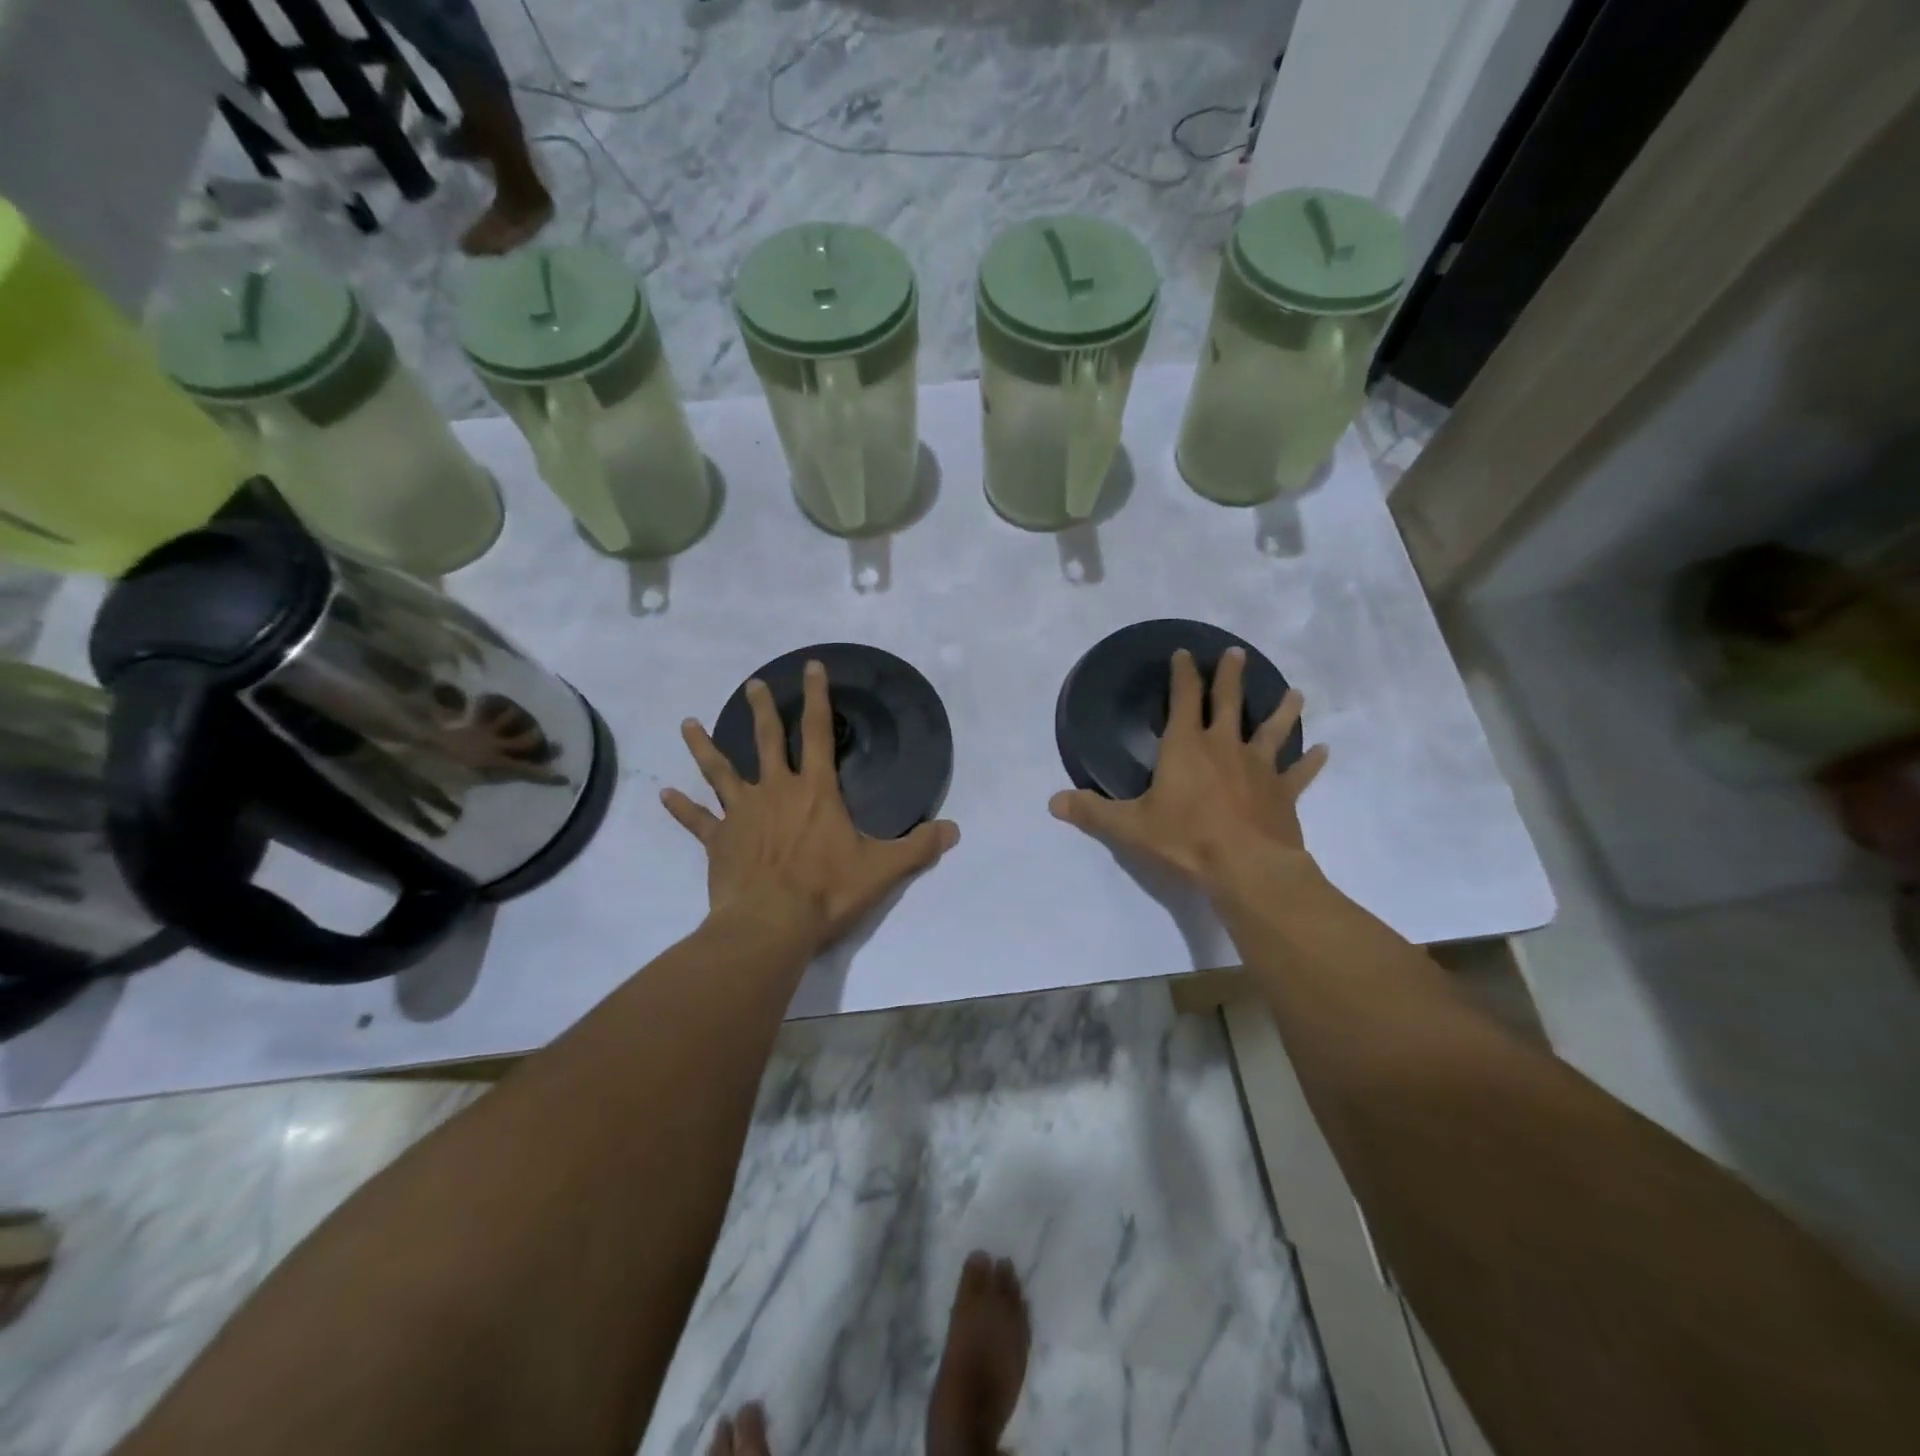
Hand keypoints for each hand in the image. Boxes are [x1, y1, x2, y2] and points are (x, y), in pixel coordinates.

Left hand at [661, 660, 959, 951]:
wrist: (770, 924)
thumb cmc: (827, 891)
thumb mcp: (883, 869)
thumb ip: (919, 847)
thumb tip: (954, 830)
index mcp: (816, 791)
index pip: (820, 733)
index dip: (818, 698)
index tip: (810, 666)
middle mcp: (776, 791)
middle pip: (767, 740)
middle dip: (763, 710)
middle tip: (753, 684)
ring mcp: (741, 814)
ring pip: (719, 771)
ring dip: (704, 747)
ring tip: (687, 723)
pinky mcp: (718, 842)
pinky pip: (696, 821)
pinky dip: (680, 809)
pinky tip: (663, 795)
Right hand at [1049, 647, 1326, 896]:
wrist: (1247, 868)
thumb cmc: (1185, 839)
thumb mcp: (1129, 827)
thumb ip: (1092, 813)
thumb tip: (1053, 803)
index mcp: (1185, 748)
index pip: (1183, 700)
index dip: (1183, 675)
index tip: (1185, 654)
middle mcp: (1224, 747)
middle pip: (1228, 703)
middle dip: (1230, 677)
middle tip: (1237, 653)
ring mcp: (1258, 768)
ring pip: (1272, 730)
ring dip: (1282, 710)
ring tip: (1294, 691)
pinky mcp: (1283, 794)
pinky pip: (1299, 773)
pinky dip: (1311, 762)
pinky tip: (1323, 751)